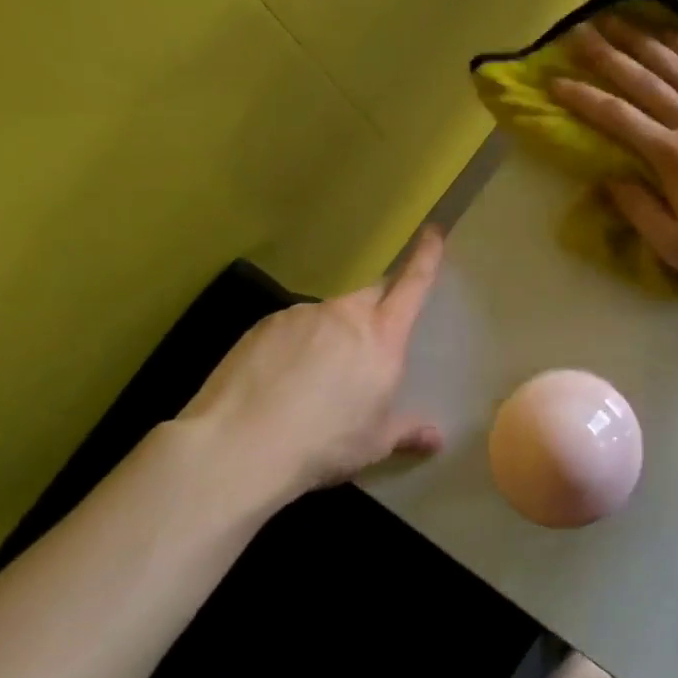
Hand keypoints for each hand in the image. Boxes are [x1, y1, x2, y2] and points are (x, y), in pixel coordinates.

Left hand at [176, 228, 446, 507]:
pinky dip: (295, 345)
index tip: (432, 231)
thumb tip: (437, 438)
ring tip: (315, 379)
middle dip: (377, 309)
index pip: (412, 284)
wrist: (240, 446)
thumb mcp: (375, 442)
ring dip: (331, 335)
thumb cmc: (324, 443)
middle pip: (371, 296)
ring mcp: (301, 315)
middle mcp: (344, 314)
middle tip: (371, 343)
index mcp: (382, 337)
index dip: (425, 256)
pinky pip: (292, 328)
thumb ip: (409, 431)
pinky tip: (280, 381)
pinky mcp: (264, 325)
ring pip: (328, 316)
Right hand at [549, 17, 677, 297]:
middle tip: (580, 34)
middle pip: (646, 83)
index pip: (618, 119)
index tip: (556, 81)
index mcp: (675, 159)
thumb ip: (639, 210)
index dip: (583, 98)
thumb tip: (609, 178)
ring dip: (647, 43)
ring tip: (620, 22)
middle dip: (609, 57)